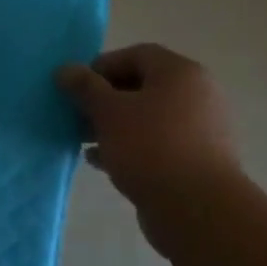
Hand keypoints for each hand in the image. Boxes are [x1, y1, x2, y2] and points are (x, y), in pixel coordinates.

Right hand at [56, 44, 241, 254]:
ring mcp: (201, 129)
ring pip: (149, 118)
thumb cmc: (151, 147)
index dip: (102, 66)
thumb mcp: (108, 112)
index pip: (136, 55)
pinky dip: (131, 147)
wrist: (198, 210)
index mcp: (180, 73)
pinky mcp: (198, 161)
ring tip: (86, 141)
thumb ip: (85, 87)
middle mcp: (197, 95)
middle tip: (79, 115)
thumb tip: (65, 69)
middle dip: (106, 99)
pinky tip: (102, 162)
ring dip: (115, 126)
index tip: (77, 88)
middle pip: (143, 86)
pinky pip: (159, 144)